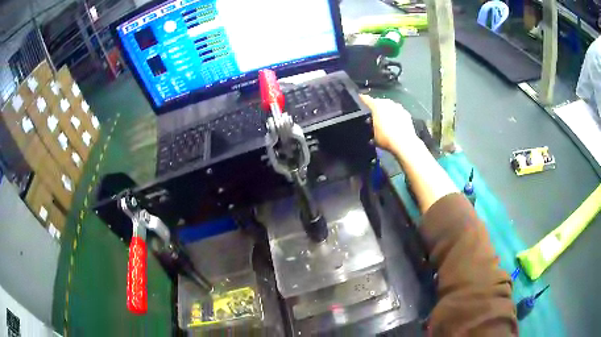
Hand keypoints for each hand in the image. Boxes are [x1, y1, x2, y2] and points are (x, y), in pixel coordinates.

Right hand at [359, 95, 420, 153]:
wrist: (404, 143)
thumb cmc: (385, 138)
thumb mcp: (374, 135)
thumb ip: (372, 128)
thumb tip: (373, 127)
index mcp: (376, 106)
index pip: (367, 100)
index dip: (363, 99)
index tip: (360, 97)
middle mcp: (387, 103)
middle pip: (380, 102)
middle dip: (377, 108)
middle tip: (374, 116)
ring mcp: (398, 107)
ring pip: (390, 107)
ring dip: (387, 112)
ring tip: (385, 121)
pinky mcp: (407, 114)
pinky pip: (398, 113)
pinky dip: (396, 117)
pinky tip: (395, 125)